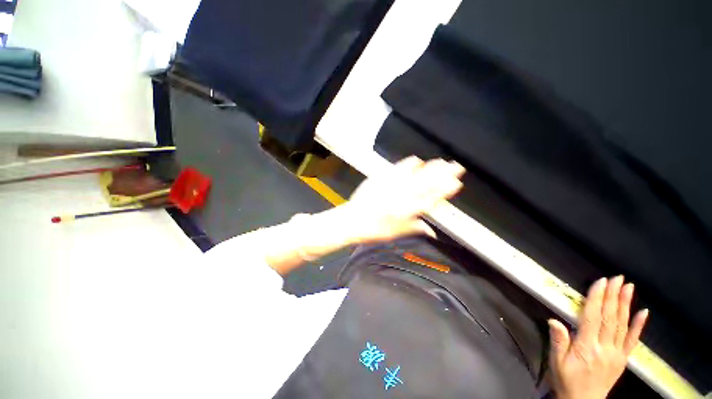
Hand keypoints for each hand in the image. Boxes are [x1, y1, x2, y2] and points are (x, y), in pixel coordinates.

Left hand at [339, 157, 464, 244]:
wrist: (352, 220)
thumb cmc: (373, 230)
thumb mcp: (396, 233)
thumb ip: (415, 228)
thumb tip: (433, 232)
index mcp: (405, 212)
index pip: (430, 199)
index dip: (444, 191)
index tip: (456, 183)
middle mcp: (400, 197)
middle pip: (425, 183)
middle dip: (443, 174)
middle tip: (456, 166)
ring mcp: (390, 186)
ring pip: (414, 174)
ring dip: (429, 167)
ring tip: (441, 161)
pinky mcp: (380, 179)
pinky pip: (397, 168)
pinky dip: (409, 163)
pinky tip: (417, 160)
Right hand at [548, 276, 648, 398]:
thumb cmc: (566, 379)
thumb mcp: (556, 362)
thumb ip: (558, 341)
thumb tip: (554, 320)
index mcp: (587, 347)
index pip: (593, 318)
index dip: (597, 299)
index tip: (601, 282)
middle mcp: (605, 348)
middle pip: (610, 318)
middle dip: (613, 296)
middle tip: (617, 278)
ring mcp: (617, 353)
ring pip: (622, 325)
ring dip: (625, 305)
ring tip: (628, 288)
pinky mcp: (623, 359)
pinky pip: (632, 340)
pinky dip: (638, 325)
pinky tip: (643, 312)